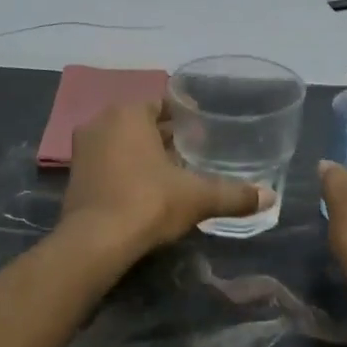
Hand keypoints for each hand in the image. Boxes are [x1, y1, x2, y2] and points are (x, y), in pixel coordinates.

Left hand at [62, 100, 269, 255]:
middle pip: (141, 123)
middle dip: (166, 136)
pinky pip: (109, 164)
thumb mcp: (199, 197)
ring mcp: (83, 151)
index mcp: (129, 114)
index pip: (162, 104)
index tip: (204, 130)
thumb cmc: (149, 203)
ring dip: (145, 154)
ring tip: (175, 172)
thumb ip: (234, 195)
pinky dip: (127, 171)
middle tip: (194, 152)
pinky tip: (148, 190)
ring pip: (123, 144)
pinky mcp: (75, 178)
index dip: (185, 116)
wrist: (96, 242)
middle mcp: (100, 123)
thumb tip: (271, 197)